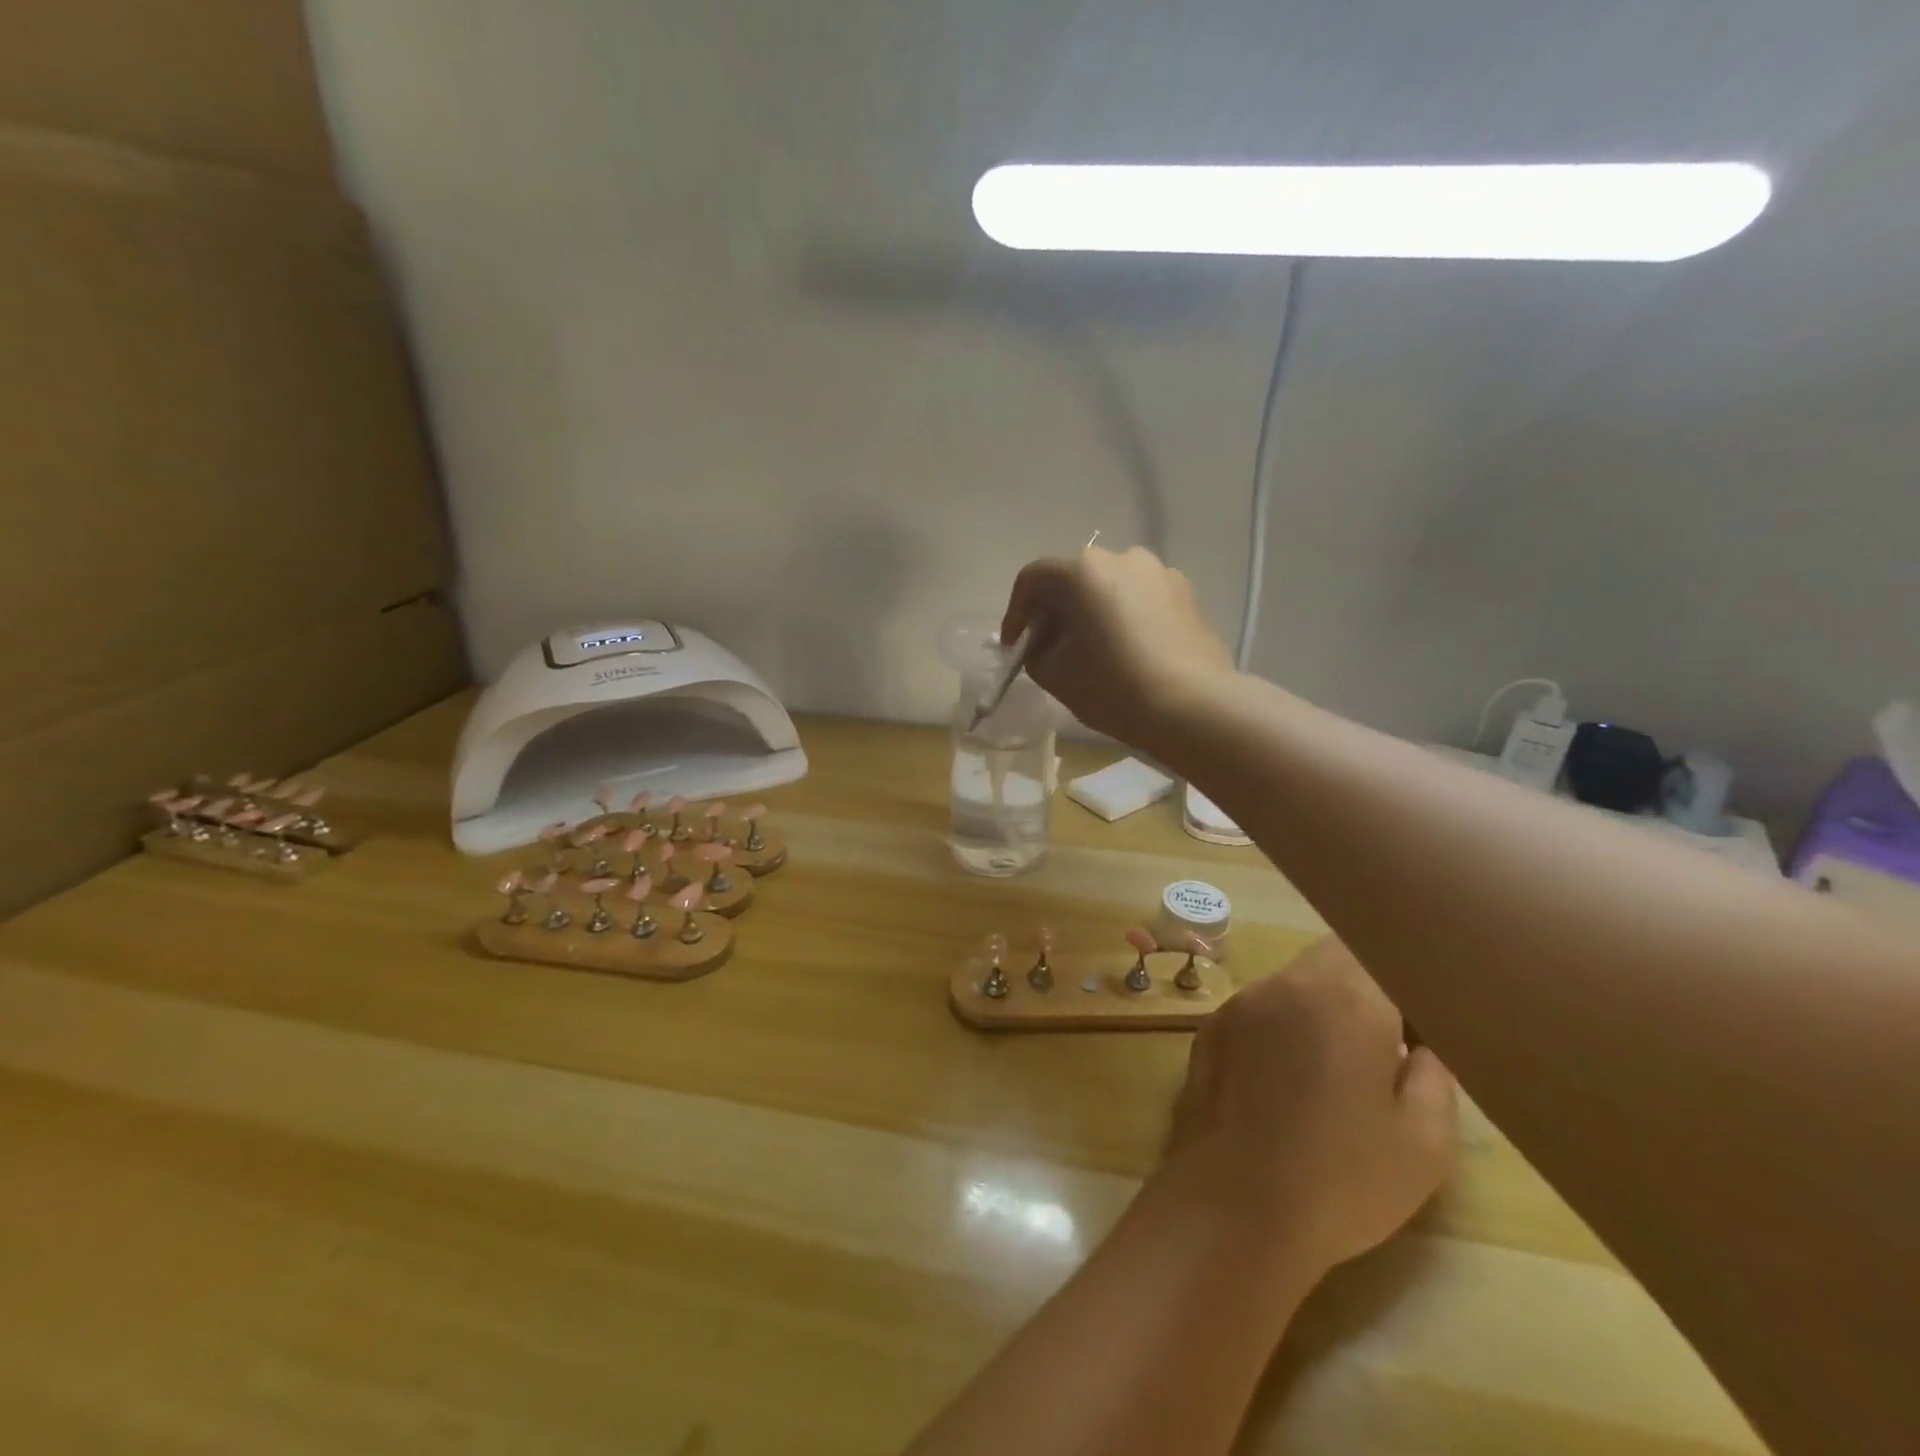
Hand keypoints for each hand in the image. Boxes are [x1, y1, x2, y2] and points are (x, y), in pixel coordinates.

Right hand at [998, 546, 1234, 749]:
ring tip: (1093, 651)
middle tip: (1050, 649)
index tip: (1016, 647)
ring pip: (1110, 588)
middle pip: (1073, 579)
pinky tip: (1129, 652)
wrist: (1194, 707)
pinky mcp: (1187, 594)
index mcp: (1082, 571)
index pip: (1032, 579)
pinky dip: (1125, 618)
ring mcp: (1160, 572)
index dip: (1016, 613)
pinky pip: (1141, 599)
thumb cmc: (1113, 687)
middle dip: (1055, 612)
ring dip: (1092, 613)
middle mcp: (1121, 558)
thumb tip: (1043, 644)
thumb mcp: (1055, 675)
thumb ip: (1035, 652)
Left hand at [1157, 937, 1456, 1281]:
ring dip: (1320, 1003)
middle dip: (1365, 986)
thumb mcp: (1424, 1142)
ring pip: (1294, 978)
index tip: (1420, 1029)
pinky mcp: (1210, 1025)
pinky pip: (1259, 1006)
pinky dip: (1281, 1023)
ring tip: (1332, 1067)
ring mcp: (1242, 1001)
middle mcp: (1288, 983)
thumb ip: (1434, 1074)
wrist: (1234, 1205)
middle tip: (1382, 1045)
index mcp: (1347, 999)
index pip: (1386, 955)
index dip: (1408, 987)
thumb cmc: (1341, 1179)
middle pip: (1337, 957)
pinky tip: (1284, 1079)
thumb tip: (1424, 1043)